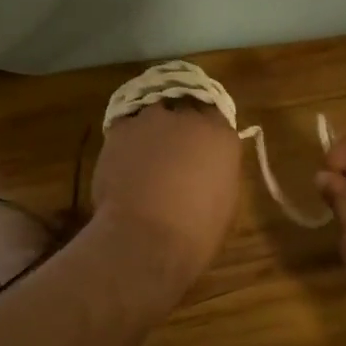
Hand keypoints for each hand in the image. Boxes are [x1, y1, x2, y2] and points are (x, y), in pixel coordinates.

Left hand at [91, 99, 240, 281]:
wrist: (147, 237)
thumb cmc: (196, 231)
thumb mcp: (224, 201)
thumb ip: (217, 171)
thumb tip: (205, 167)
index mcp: (221, 136)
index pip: (214, 114)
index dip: (203, 127)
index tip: (198, 143)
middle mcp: (188, 118)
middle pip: (182, 108)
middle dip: (177, 125)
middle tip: (170, 148)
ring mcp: (152, 120)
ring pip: (151, 114)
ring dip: (150, 130)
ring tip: (143, 153)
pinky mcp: (120, 130)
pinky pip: (124, 127)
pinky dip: (125, 140)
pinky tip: (122, 160)